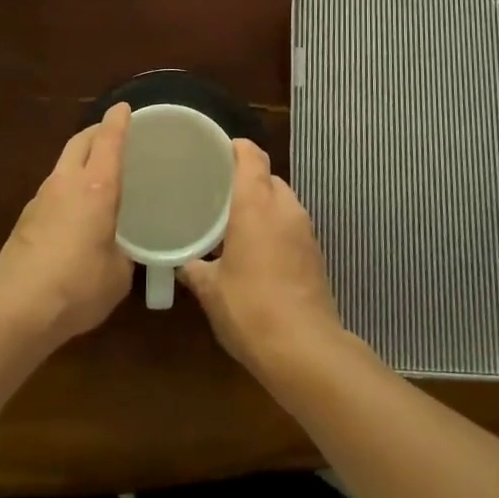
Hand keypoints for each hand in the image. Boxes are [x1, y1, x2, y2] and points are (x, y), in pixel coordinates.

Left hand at [0, 104, 133, 346]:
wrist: (15, 308)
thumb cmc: (78, 285)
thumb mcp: (117, 274)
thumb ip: (123, 254)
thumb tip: (120, 252)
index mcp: (96, 187)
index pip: (108, 140)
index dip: (118, 121)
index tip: (124, 107)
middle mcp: (67, 183)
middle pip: (80, 142)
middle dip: (96, 132)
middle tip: (112, 136)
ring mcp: (41, 199)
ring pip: (63, 165)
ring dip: (79, 161)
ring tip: (95, 176)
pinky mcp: (24, 219)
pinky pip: (52, 191)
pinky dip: (66, 190)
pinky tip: (74, 213)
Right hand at [180, 140, 348, 377]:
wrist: (304, 350)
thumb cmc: (249, 308)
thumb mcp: (210, 289)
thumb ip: (194, 268)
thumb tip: (182, 261)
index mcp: (256, 203)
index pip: (251, 155)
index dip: (234, 148)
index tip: (213, 154)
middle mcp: (285, 207)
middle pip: (267, 177)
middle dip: (245, 181)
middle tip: (216, 194)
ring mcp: (305, 230)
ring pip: (282, 202)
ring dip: (262, 206)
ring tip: (234, 223)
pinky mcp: (316, 253)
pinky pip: (291, 226)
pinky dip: (275, 228)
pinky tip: (257, 251)